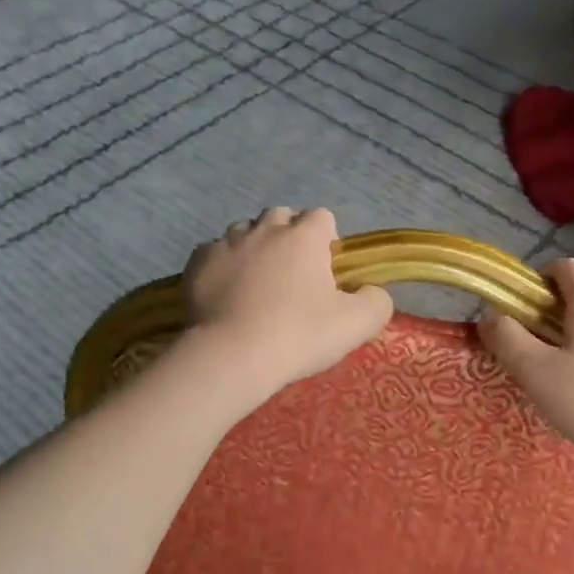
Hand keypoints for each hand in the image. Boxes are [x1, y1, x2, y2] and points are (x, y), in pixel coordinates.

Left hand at [182, 208, 393, 399]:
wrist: (231, 356)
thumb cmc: (298, 336)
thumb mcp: (356, 325)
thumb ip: (376, 301)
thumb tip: (372, 292)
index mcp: (304, 236)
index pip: (322, 217)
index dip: (326, 240)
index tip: (325, 272)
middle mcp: (264, 228)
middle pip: (281, 218)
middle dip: (288, 238)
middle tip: (291, 278)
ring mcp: (226, 242)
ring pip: (244, 232)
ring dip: (253, 249)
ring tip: (255, 285)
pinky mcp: (197, 262)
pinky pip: (213, 253)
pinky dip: (221, 266)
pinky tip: (225, 294)